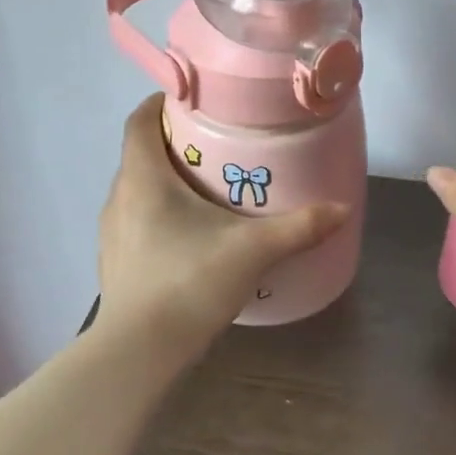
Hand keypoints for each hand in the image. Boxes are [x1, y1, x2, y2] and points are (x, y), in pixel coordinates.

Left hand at [96, 95, 349, 354]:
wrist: (139, 353)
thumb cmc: (189, 282)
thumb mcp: (253, 250)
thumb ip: (300, 226)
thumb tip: (343, 208)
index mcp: (143, 178)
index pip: (140, 121)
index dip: (161, 103)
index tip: (193, 102)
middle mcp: (119, 197)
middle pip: (141, 154)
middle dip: (175, 144)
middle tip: (217, 146)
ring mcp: (112, 233)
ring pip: (138, 190)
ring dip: (166, 182)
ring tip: (208, 190)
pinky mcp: (116, 263)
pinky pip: (137, 221)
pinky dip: (160, 215)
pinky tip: (191, 237)